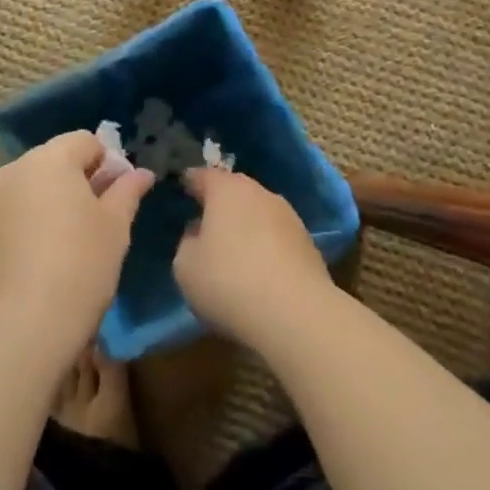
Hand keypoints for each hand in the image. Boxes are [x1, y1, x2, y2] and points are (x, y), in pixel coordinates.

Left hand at [0, 131, 154, 362]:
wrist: (20, 327)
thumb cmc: (80, 267)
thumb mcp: (115, 227)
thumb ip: (127, 191)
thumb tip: (140, 173)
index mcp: (50, 159)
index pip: (85, 141)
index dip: (107, 163)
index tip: (117, 197)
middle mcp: (13, 168)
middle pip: (55, 160)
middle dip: (78, 180)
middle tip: (98, 220)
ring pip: (32, 185)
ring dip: (52, 199)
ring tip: (69, 240)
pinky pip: (12, 210)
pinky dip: (30, 219)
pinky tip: (43, 255)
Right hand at [175, 168, 335, 348]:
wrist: (297, 313)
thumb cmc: (229, 282)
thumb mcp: (185, 267)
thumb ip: (187, 242)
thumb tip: (199, 234)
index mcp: (226, 189)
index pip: (202, 176)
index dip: (189, 183)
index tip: (181, 192)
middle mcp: (259, 193)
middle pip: (234, 191)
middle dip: (220, 204)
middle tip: (205, 224)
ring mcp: (289, 216)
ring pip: (258, 212)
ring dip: (246, 226)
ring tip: (234, 252)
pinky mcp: (308, 243)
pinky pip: (276, 237)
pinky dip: (266, 246)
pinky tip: (260, 271)